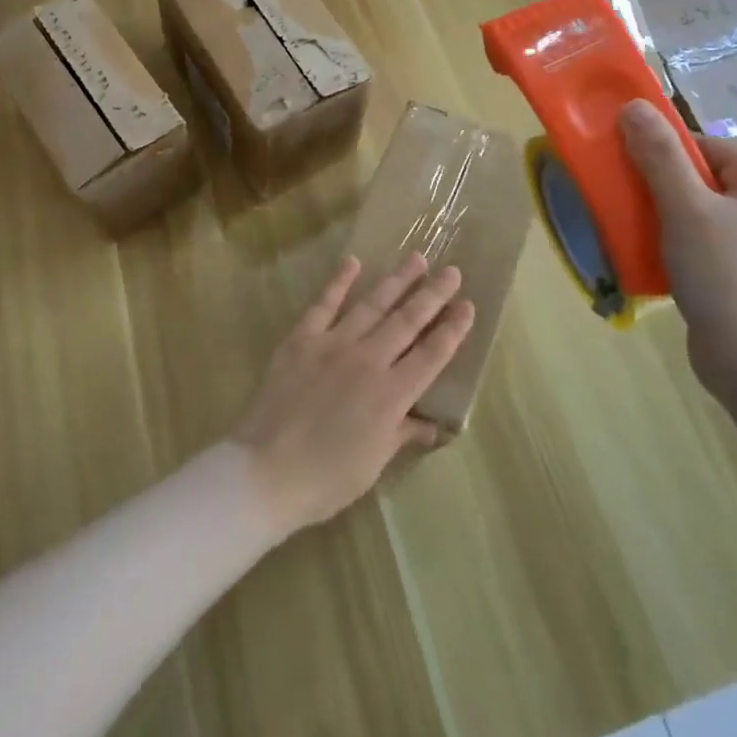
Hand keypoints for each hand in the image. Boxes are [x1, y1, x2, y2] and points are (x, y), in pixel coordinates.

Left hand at [231, 253, 473, 537]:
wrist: (267, 470)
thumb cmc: (326, 477)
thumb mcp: (374, 462)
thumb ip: (403, 433)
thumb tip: (433, 424)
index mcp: (392, 395)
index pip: (432, 355)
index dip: (452, 330)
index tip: (468, 306)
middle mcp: (369, 360)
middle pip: (407, 321)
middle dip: (433, 295)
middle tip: (451, 271)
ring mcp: (334, 344)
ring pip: (372, 305)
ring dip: (397, 281)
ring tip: (417, 259)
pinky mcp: (302, 339)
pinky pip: (324, 304)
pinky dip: (339, 282)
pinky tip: (353, 262)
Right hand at [618, 99, 736, 397]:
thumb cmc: (726, 276)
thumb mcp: (686, 208)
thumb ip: (658, 155)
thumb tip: (634, 105)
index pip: (703, 145)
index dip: (660, 150)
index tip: (622, 165)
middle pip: (699, 177)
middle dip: (656, 185)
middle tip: (621, 197)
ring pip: (697, 211)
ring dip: (660, 215)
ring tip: (629, 226)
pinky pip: (701, 241)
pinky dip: (673, 242)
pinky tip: (648, 255)